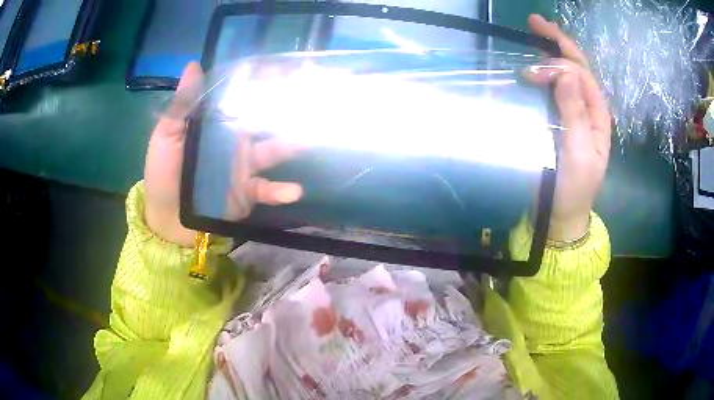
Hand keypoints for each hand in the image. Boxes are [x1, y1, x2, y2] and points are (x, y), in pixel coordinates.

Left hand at [144, 62, 303, 246]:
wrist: (167, 219)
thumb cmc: (162, 173)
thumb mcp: (166, 136)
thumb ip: (181, 105)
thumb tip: (194, 65)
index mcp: (217, 122)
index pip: (242, 96)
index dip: (262, 80)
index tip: (283, 67)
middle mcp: (235, 139)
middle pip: (265, 118)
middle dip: (288, 105)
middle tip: (311, 92)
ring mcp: (245, 166)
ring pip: (274, 150)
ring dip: (293, 145)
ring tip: (311, 139)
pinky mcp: (249, 192)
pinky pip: (268, 190)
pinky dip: (281, 191)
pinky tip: (294, 191)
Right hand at [525, 15, 611, 241]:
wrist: (562, 213)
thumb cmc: (574, 186)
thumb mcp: (578, 152)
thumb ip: (575, 113)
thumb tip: (565, 73)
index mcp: (597, 114)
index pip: (581, 75)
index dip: (558, 65)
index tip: (530, 71)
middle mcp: (587, 107)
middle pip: (576, 67)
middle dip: (558, 42)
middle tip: (535, 21)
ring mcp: (573, 112)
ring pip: (566, 74)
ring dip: (552, 52)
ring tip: (536, 33)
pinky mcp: (558, 119)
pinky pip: (554, 88)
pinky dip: (545, 71)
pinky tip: (536, 62)